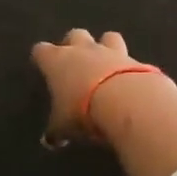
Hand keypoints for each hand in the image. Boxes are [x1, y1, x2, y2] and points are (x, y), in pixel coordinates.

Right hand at [30, 29, 144, 147]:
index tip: (42, 65)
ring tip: (106, 63)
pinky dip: (128, 67)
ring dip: (105, 46)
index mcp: (57, 61)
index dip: (41, 57)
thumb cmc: (82, 111)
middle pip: (74, 34)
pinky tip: (129, 80)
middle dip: (73, 44)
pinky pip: (129, 57)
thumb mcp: (64, 126)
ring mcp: (110, 52)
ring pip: (106, 37)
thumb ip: (56, 130)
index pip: (41, 50)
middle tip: (74, 61)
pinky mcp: (135, 60)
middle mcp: (82, 50)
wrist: (125, 101)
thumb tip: (49, 140)